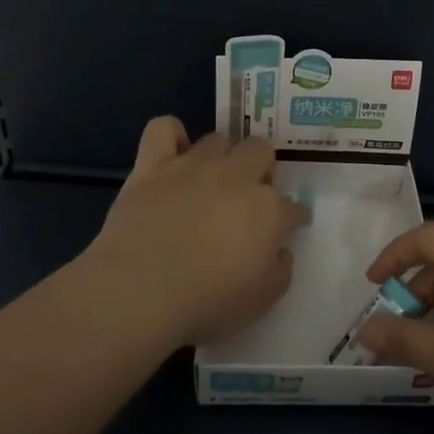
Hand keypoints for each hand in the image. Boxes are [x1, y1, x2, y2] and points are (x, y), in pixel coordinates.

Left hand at [80, 117, 306, 347]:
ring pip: (218, 139)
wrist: (141, 292)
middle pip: (261, 152)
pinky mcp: (153, 165)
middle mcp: (236, 177)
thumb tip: (280, 250)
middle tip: (248, 197)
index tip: (285, 229)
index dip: (291, 218)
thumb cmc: (207, 304)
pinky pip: (163, 128)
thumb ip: (280, 270)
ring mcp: (193, 166)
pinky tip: (172, 154)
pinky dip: (171, 135)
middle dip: (262, 170)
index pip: (292, 206)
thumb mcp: (262, 301)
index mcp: (268, 211)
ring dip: (223, 156)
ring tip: (213, 179)